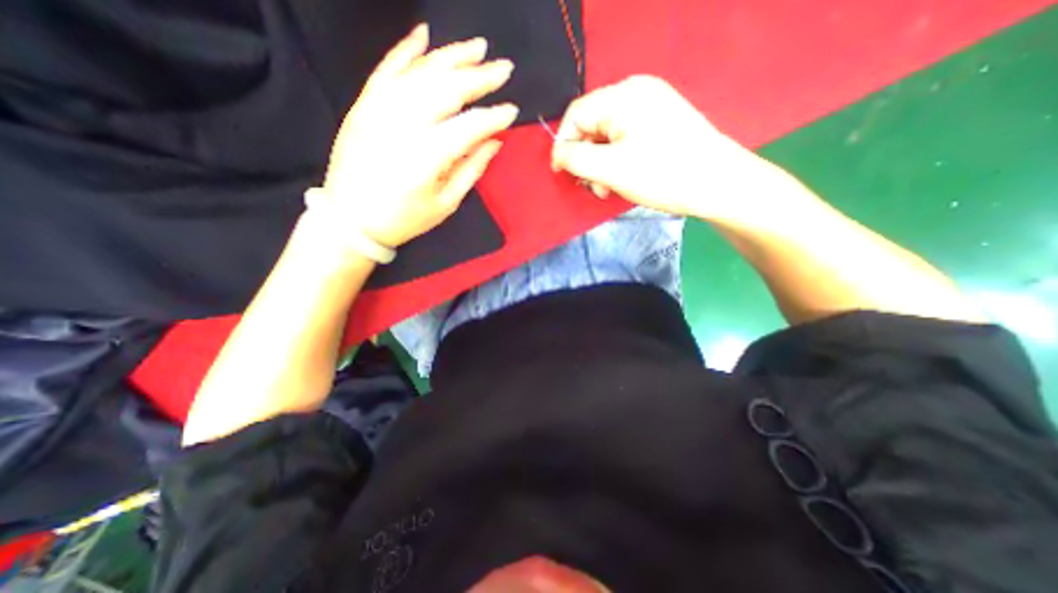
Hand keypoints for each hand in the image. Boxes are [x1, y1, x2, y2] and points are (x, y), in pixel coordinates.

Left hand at [322, 22, 519, 247]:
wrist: (351, 220)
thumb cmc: (404, 219)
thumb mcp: (445, 203)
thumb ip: (471, 169)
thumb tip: (494, 142)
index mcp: (428, 156)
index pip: (469, 126)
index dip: (493, 117)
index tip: (512, 111)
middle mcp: (403, 124)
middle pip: (447, 90)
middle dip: (479, 77)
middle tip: (504, 69)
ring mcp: (379, 109)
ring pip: (420, 72)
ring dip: (451, 57)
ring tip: (478, 47)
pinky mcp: (363, 105)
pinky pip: (386, 69)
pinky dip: (405, 50)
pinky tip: (424, 34)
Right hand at [555, 74, 769, 221]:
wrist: (717, 183)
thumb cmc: (661, 175)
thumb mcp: (610, 169)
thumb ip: (575, 159)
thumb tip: (558, 154)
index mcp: (622, 96)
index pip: (576, 115)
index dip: (563, 145)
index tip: (562, 173)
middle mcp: (636, 93)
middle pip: (592, 125)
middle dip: (586, 159)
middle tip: (594, 187)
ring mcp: (651, 106)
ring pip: (608, 135)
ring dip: (601, 164)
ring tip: (608, 188)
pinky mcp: (660, 122)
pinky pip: (625, 138)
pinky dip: (617, 160)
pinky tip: (622, 178)